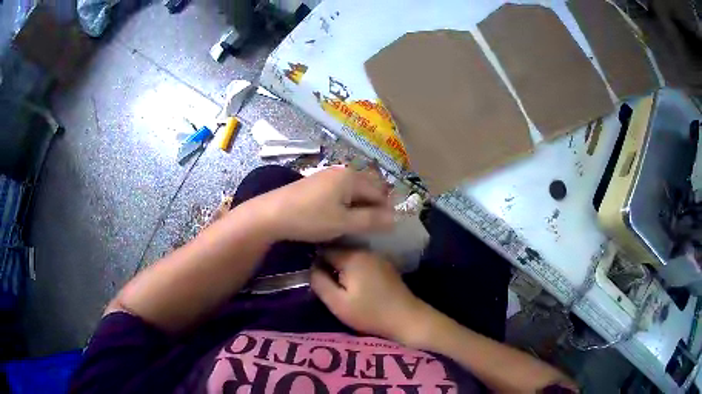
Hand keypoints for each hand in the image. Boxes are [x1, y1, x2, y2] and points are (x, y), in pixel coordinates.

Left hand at [254, 167, 394, 241]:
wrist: (271, 214)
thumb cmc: (310, 218)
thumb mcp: (343, 222)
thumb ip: (371, 220)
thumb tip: (395, 218)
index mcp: (351, 177)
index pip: (379, 192)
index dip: (386, 210)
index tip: (387, 228)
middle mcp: (342, 171)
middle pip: (367, 188)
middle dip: (374, 206)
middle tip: (374, 227)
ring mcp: (327, 176)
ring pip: (353, 190)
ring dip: (360, 205)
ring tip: (359, 224)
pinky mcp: (316, 183)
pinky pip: (341, 191)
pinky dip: (346, 203)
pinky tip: (341, 216)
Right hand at [311, 250, 430, 343]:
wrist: (407, 318)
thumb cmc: (370, 313)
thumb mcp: (337, 303)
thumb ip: (319, 282)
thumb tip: (311, 268)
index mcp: (352, 256)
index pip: (324, 250)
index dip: (315, 262)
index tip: (312, 276)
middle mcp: (365, 251)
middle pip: (338, 252)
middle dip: (328, 265)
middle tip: (323, 284)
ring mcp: (378, 257)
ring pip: (350, 257)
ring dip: (341, 268)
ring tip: (336, 285)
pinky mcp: (385, 266)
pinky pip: (362, 263)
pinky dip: (354, 271)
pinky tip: (355, 286)